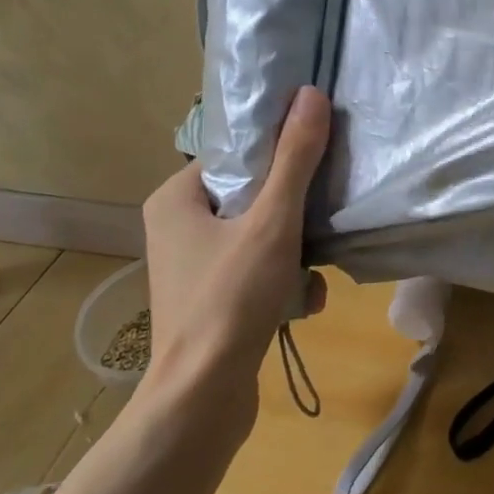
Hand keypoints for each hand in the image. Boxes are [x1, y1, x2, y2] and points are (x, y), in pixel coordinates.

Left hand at [139, 87, 330, 420]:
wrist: (202, 400)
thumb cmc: (230, 300)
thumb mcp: (271, 222)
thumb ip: (294, 159)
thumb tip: (311, 94)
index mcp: (175, 198)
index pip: (236, 155)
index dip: (278, 156)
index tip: (315, 166)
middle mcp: (176, 227)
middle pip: (252, 195)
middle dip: (293, 214)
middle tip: (319, 222)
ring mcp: (192, 267)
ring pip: (259, 235)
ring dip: (295, 251)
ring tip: (313, 273)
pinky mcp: (209, 299)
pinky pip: (254, 271)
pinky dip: (282, 281)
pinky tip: (304, 302)